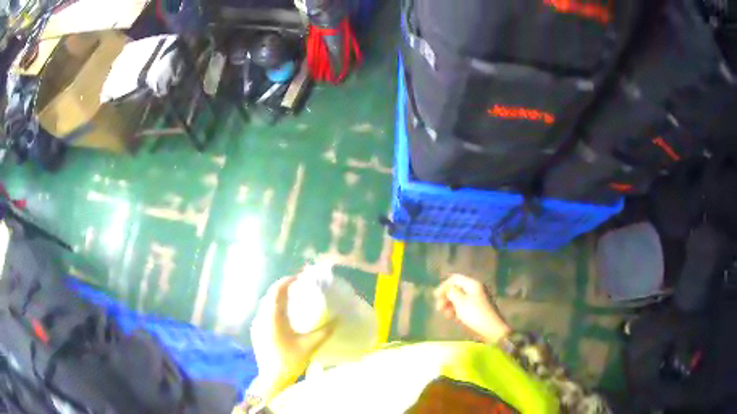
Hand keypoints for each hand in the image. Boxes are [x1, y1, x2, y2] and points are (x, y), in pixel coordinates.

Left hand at [250, 277, 336, 399]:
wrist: (272, 379)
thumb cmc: (290, 361)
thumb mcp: (310, 346)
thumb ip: (325, 331)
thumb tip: (339, 318)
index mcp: (273, 319)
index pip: (276, 293)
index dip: (286, 282)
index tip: (298, 277)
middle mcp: (262, 318)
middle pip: (269, 296)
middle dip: (282, 288)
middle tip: (296, 285)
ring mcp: (257, 326)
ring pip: (265, 304)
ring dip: (277, 297)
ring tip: (291, 296)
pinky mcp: (257, 333)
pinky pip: (264, 313)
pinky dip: (273, 307)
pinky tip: (283, 314)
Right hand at [434, 274, 510, 343]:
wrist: (492, 330)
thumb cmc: (475, 315)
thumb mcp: (461, 303)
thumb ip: (452, 292)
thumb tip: (447, 289)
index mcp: (473, 284)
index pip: (455, 279)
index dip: (443, 286)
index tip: (435, 297)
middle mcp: (476, 289)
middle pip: (457, 288)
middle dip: (446, 297)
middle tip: (439, 309)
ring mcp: (478, 299)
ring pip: (460, 298)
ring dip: (451, 305)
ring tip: (446, 315)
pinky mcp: (479, 309)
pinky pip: (465, 306)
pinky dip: (458, 310)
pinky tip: (454, 318)